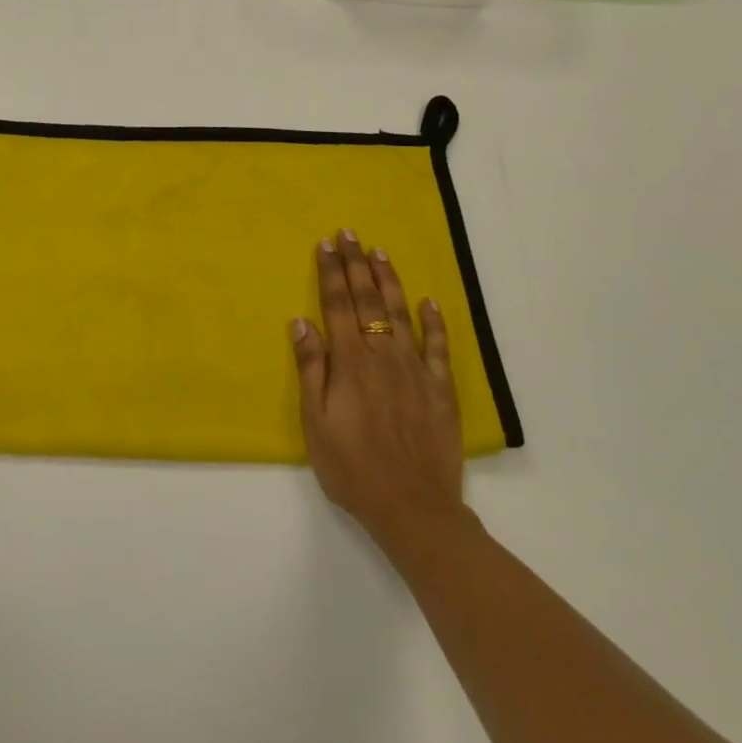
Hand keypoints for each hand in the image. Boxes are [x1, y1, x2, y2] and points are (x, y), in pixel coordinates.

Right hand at [291, 231, 472, 568]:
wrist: (414, 508)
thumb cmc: (353, 468)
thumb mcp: (316, 423)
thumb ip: (311, 369)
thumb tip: (300, 322)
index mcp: (350, 362)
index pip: (337, 305)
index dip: (330, 273)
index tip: (326, 245)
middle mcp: (383, 355)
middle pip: (367, 300)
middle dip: (356, 264)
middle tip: (349, 234)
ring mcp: (415, 370)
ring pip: (401, 313)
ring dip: (389, 280)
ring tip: (380, 253)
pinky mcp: (441, 389)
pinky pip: (438, 346)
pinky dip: (434, 321)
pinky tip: (429, 301)